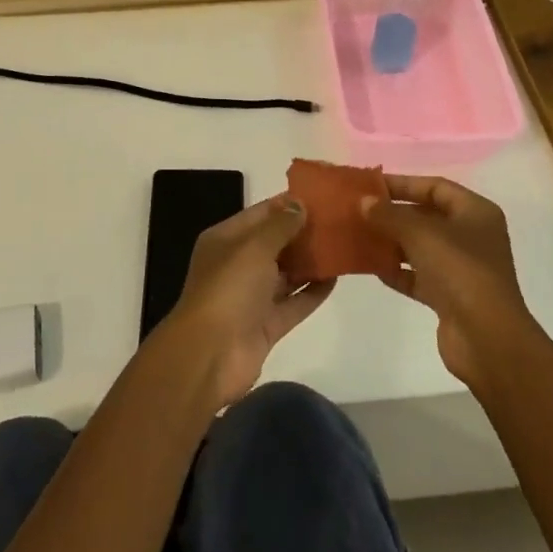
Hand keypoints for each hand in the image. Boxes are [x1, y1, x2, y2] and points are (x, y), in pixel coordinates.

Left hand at [159, 195, 334, 407]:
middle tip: (338, 220)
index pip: (259, 214)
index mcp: (225, 240)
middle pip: (274, 243)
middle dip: (302, 232)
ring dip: (310, 261)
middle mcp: (237, 265)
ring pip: (286, 273)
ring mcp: (252, 297)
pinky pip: (294, 302)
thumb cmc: (229, 289)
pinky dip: (312, 291)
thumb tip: (300, 204)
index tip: (321, 196)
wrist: (210, 355)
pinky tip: (336, 278)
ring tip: (342, 245)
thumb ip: (280, 226)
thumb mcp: (254, 247)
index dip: (287, 204)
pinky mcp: (266, 324)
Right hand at [364, 175, 540, 386]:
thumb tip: (364, 202)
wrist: (487, 339)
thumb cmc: (460, 271)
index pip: (435, 187)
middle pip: (427, 216)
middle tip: (359, 211)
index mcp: (476, 212)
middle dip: (393, 213)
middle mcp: (472, 236)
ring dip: (392, 242)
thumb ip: (389, 215)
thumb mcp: (421, 234)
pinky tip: (371, 267)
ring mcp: (462, 268)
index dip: (403, 183)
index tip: (370, 185)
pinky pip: (418, 276)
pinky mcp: (450, 297)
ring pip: (421, 247)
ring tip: (359, 236)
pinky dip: (397, 271)